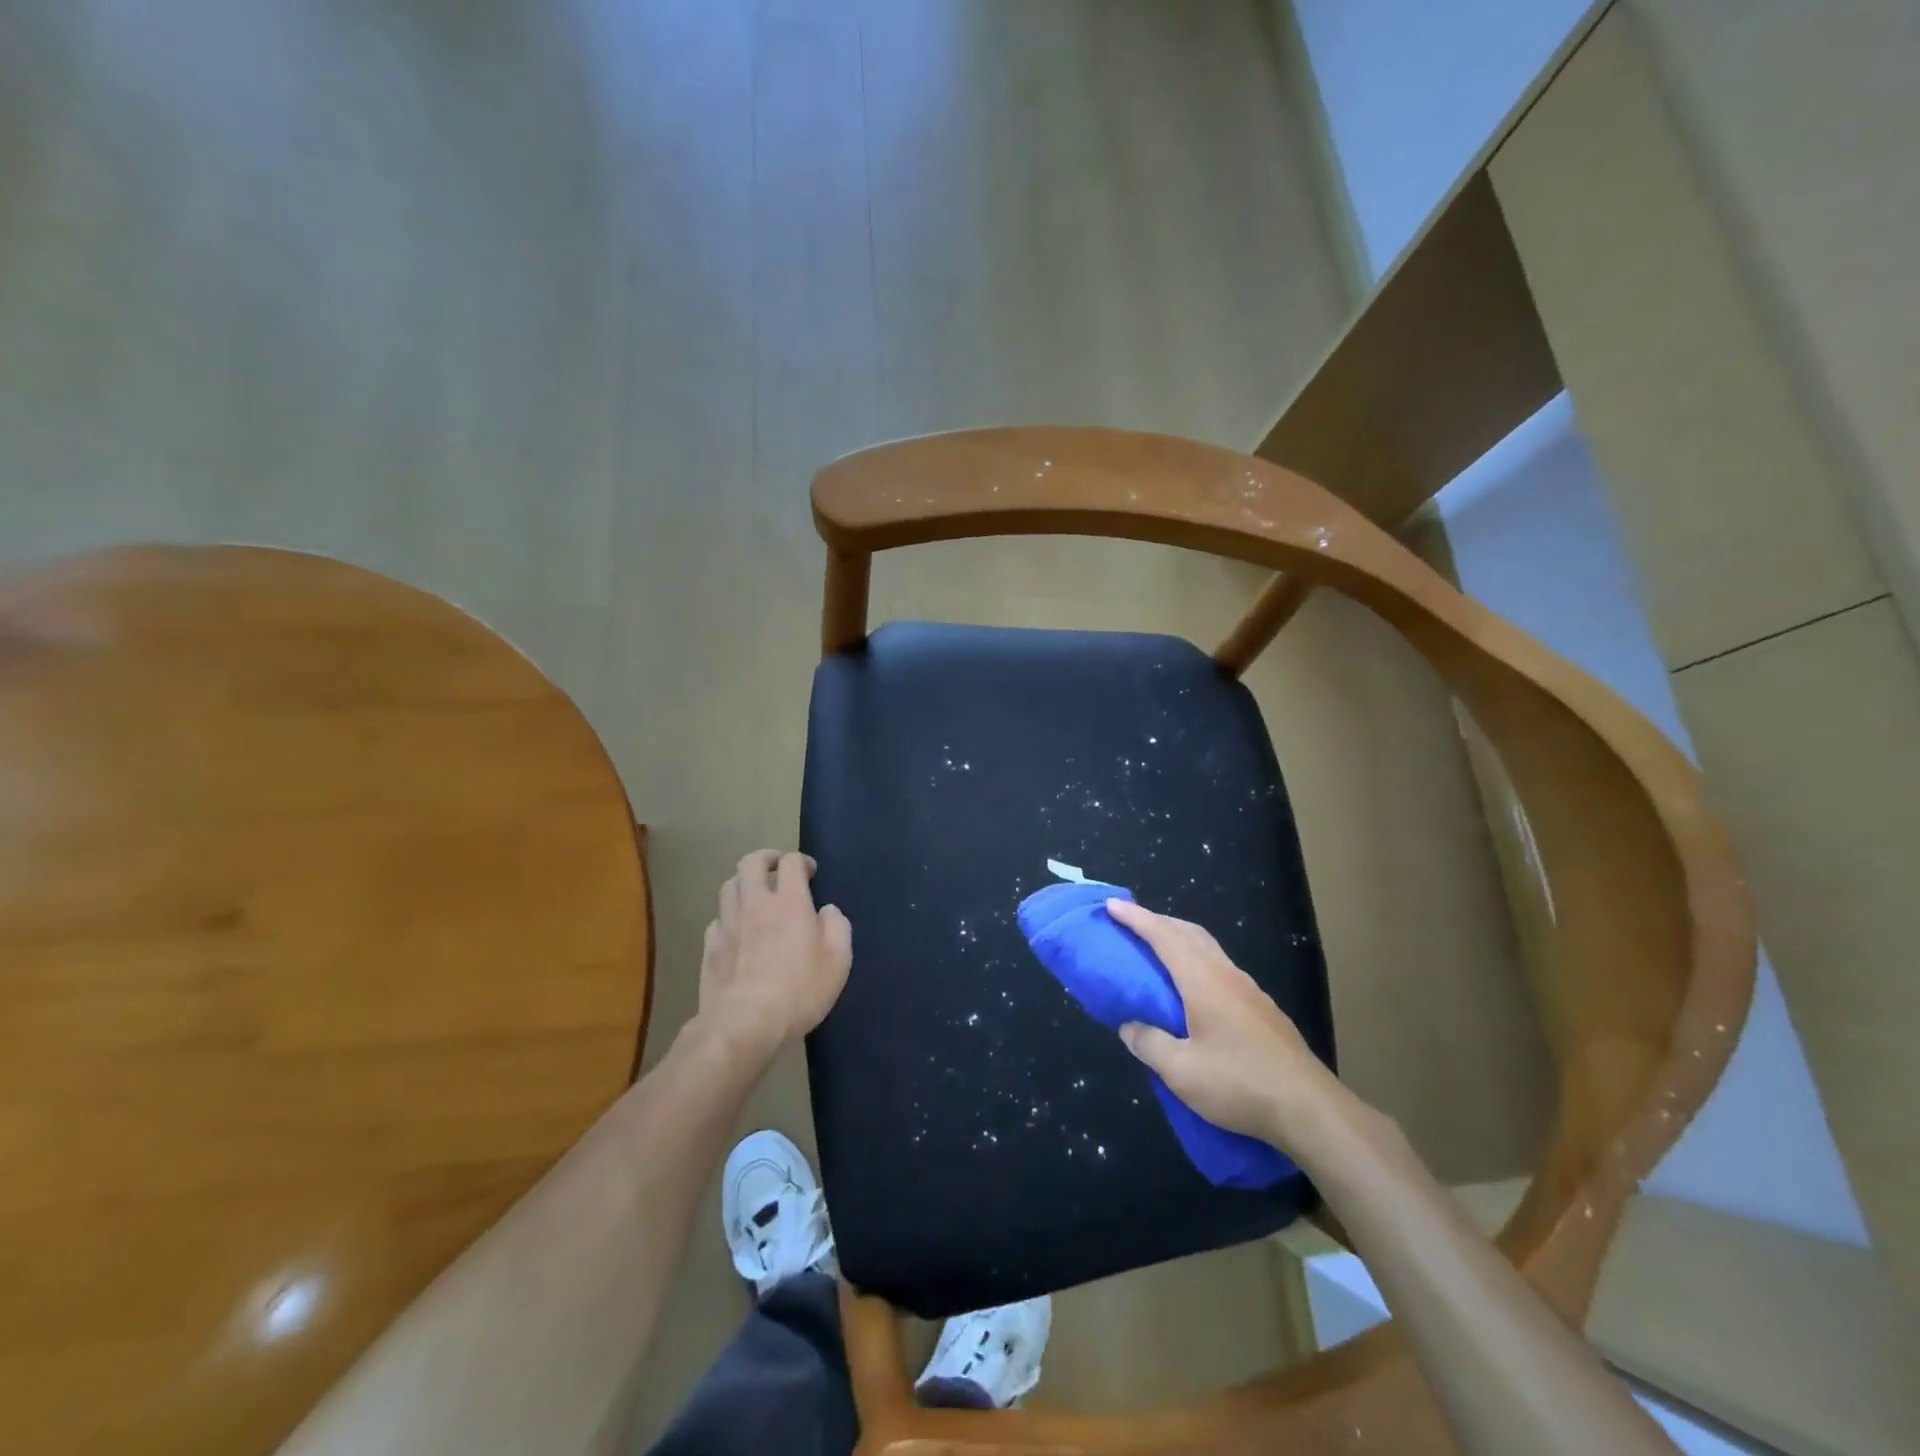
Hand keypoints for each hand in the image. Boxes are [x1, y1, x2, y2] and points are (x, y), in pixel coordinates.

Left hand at [697, 850, 851, 1058]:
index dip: (801, 861)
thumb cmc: (798, 992)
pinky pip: (717, 918)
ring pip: (729, 886)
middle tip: (778, 869)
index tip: (810, 873)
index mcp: (789, 902)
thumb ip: (837, 928)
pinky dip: (729, 916)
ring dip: (744, 883)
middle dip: (766, 859)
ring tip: (755, 895)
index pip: (791, 862)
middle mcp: (754, 903)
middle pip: (751, 862)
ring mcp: (727, 924)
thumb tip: (827, 911)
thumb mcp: (837, 962)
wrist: (743, 1024)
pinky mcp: (710, 947)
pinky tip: (737, 930)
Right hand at [1107, 899, 1339, 1150]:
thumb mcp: (1181, 1071)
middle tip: (1130, 924)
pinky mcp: (1262, 1009)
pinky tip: (1192, 988)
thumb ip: (1149, 1044)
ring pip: (1208, 949)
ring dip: (1179, 940)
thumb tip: (1129, 1026)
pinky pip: (1220, 968)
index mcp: (1203, 980)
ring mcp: (1249, 990)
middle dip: (1158, 922)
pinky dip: (1197, 961)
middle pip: (1189, 933)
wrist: (1309, 1109)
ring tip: (1157, 951)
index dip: (1136, 919)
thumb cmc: (1239, 1084)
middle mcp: (1226, 975)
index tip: (1112, 905)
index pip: (1164, 936)